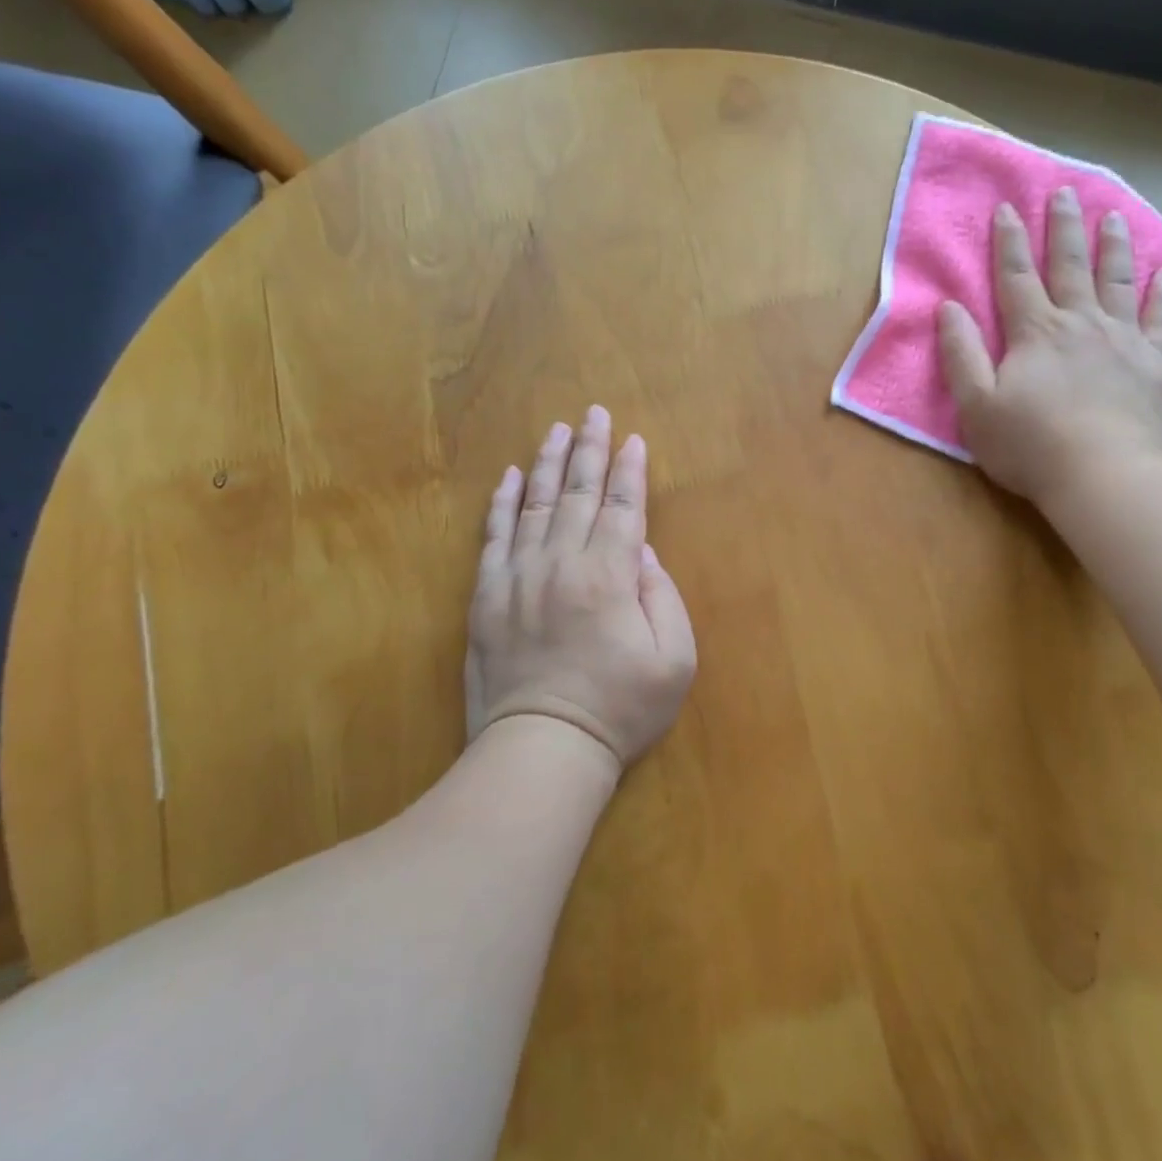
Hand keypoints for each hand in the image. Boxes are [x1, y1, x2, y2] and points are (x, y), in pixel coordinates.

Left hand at [466, 406, 696, 771]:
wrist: (542, 748)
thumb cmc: (619, 708)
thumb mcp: (674, 660)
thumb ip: (663, 597)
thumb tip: (644, 553)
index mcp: (611, 575)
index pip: (625, 507)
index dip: (631, 470)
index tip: (633, 440)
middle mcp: (563, 562)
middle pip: (578, 493)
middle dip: (590, 449)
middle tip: (593, 413)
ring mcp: (520, 576)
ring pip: (534, 504)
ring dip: (546, 463)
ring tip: (555, 430)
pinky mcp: (488, 595)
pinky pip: (494, 535)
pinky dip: (501, 502)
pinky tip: (507, 476)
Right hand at [936, 188, 1161, 523]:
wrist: (1104, 477)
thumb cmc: (1030, 446)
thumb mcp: (976, 406)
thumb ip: (962, 354)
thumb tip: (948, 308)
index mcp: (1035, 332)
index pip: (1015, 277)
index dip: (1008, 242)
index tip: (1007, 207)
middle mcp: (1080, 323)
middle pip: (1070, 266)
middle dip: (1063, 228)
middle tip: (1065, 192)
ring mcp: (1123, 341)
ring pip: (1117, 282)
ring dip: (1112, 247)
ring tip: (1113, 216)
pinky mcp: (1155, 364)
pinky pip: (1160, 319)